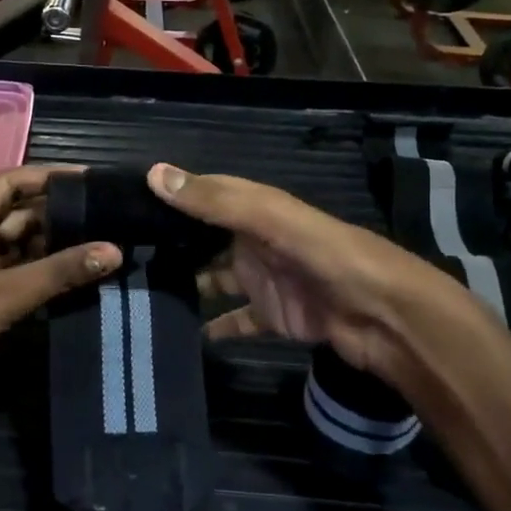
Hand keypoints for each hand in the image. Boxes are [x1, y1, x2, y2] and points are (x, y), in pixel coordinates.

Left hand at [0, 167, 120, 426]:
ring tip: (103, 240)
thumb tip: (114, 251)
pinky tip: (83, 272)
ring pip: (23, 246)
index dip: (46, 178)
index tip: (89, 179)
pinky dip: (50, 272)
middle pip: (18, 214)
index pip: (7, 184)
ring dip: (58, 244)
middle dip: (59, 213)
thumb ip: (58, 272)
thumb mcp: (3, 295)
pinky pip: (24, 274)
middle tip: (106, 214)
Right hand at [147, 163, 503, 411]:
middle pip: (205, 238)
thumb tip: (154, 174)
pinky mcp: (275, 317)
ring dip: (185, 285)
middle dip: (169, 244)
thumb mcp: (274, 220)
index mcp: (258, 209)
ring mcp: (266, 280)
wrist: (389, 318)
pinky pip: (237, 320)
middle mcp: (257, 240)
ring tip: (139, 295)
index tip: (122, 204)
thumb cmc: (332, 258)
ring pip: (215, 279)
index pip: (206, 193)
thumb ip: (217, 201)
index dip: (170, 194)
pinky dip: (214, 327)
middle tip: (120, 257)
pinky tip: (184, 335)